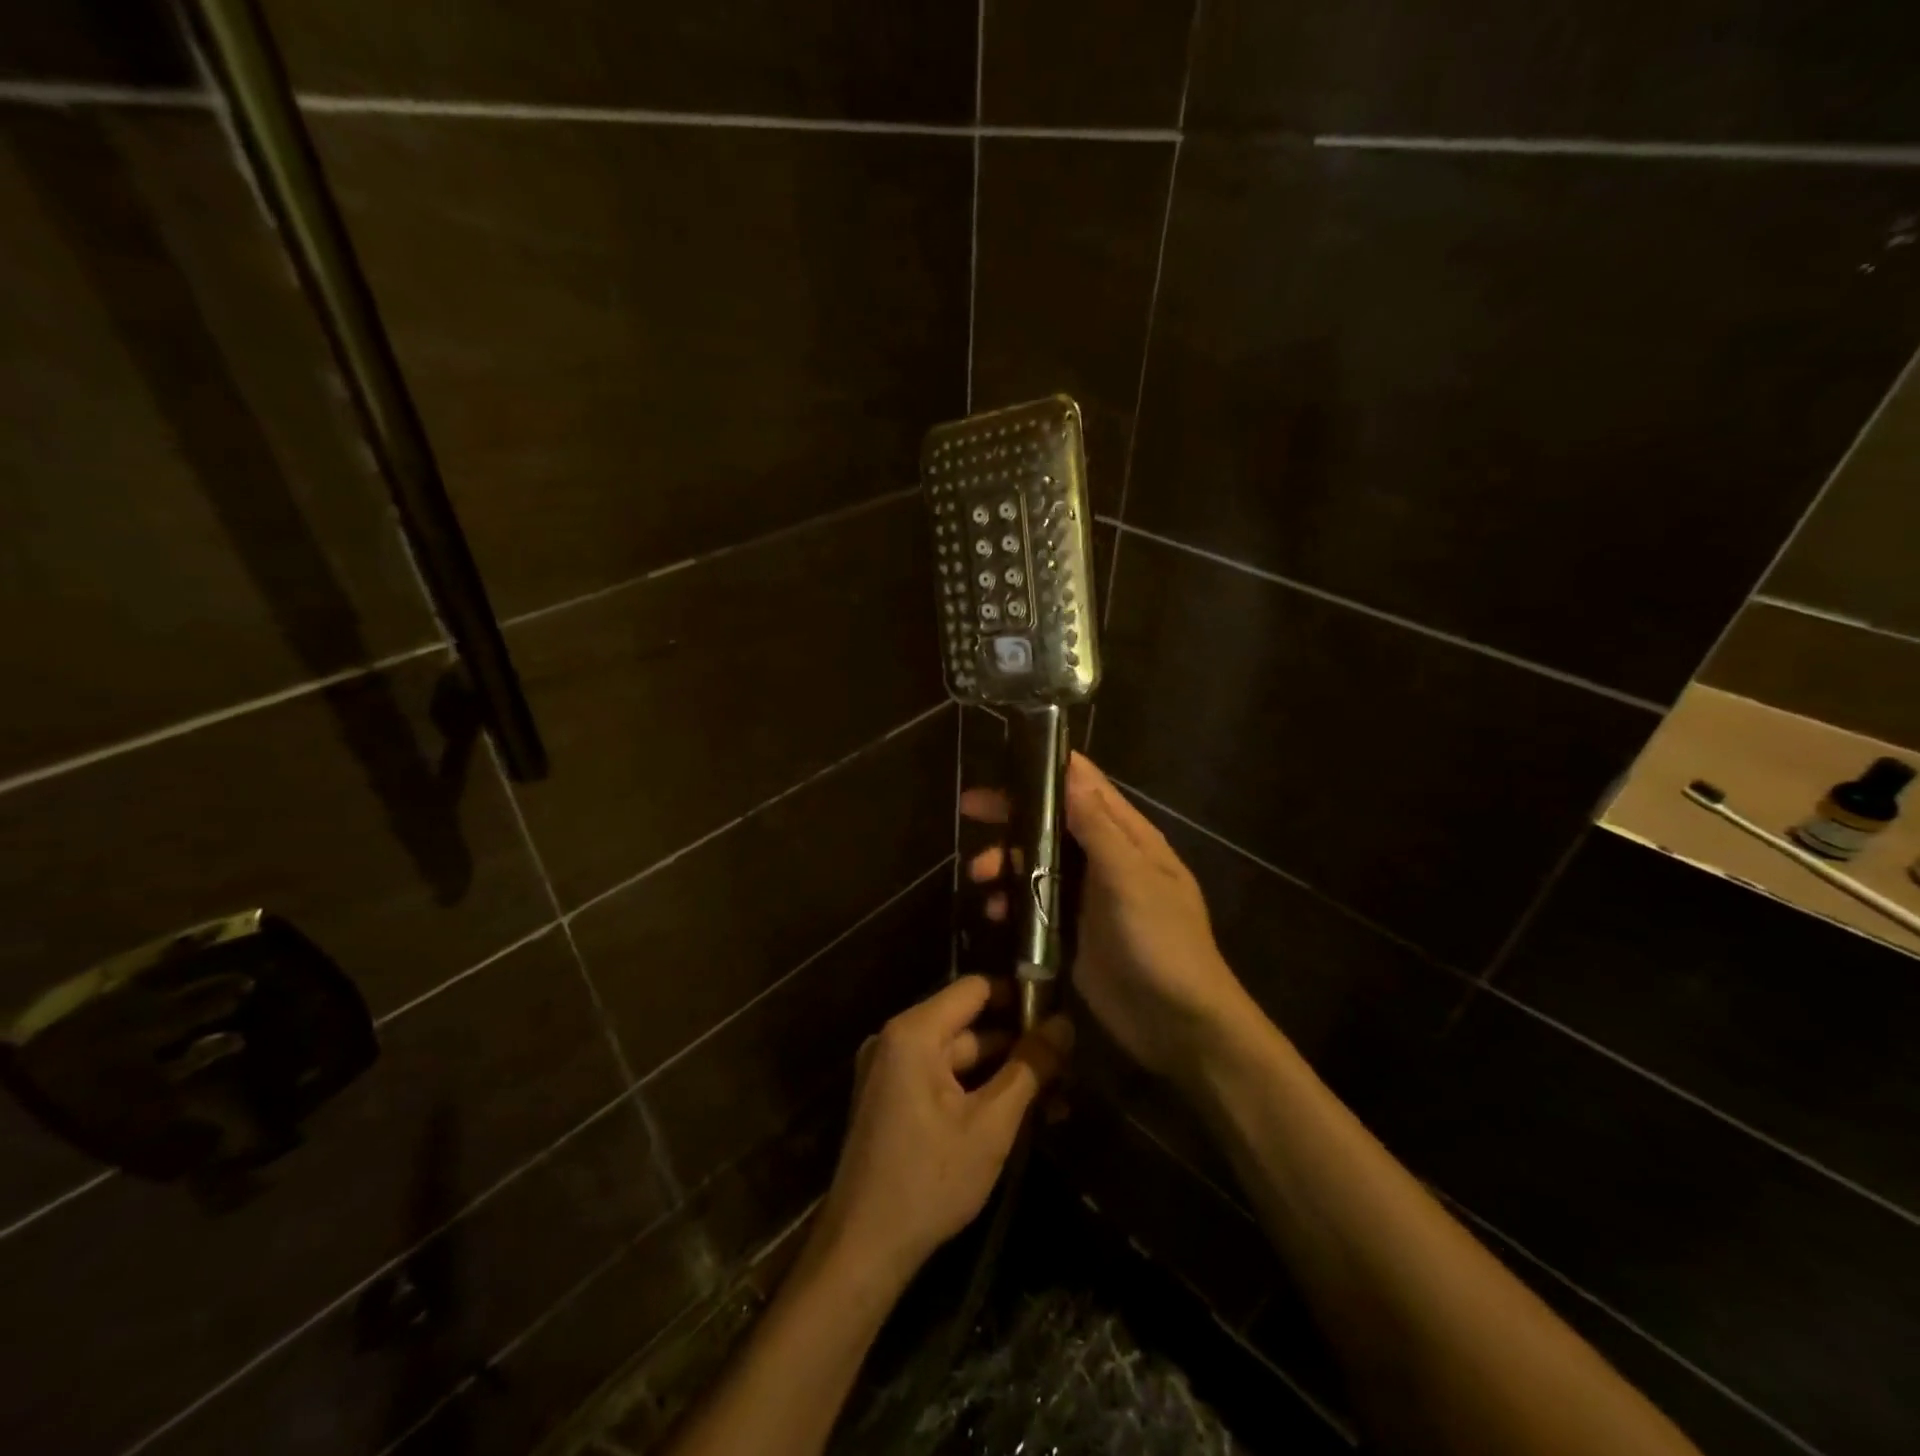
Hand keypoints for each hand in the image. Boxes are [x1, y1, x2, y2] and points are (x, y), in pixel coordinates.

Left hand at [814, 977, 1071, 1290]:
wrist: (862, 1250)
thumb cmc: (929, 1181)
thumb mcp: (990, 1125)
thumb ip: (1030, 1068)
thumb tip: (1064, 1023)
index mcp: (914, 1033)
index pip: (975, 989)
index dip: (1019, 996)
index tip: (1057, 1017)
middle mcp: (896, 1040)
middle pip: (968, 1024)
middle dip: (1018, 1045)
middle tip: (1067, 1066)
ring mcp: (890, 1071)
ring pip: (959, 1057)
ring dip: (1003, 1074)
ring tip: (1055, 1097)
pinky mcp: (891, 1099)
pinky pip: (942, 1079)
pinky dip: (977, 1091)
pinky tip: (1018, 1115)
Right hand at [962, 753, 1247, 1085]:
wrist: (1179, 1025)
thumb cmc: (1161, 942)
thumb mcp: (1130, 878)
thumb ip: (1098, 827)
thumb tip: (1071, 770)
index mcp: (1130, 838)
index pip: (1088, 787)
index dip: (1050, 769)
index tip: (1007, 758)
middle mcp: (1108, 859)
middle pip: (1054, 824)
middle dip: (1014, 815)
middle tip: (970, 807)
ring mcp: (1090, 897)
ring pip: (1040, 864)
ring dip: (1008, 863)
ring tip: (979, 875)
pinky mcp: (1074, 931)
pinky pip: (1037, 905)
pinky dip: (1014, 902)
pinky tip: (996, 913)